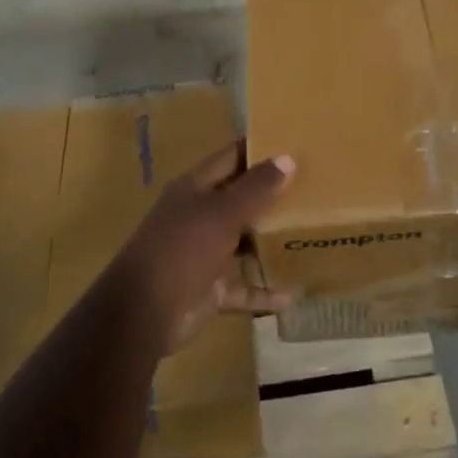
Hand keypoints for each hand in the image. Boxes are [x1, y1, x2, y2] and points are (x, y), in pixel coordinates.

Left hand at [113, 144, 295, 353]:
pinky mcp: (209, 289)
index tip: (295, 144)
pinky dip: (263, 291)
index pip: (231, 158)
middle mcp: (199, 216)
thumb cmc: (182, 249)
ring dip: (270, 243)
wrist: (143, 313)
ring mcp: (203, 254)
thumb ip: (255, 188)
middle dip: (272, 197)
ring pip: (242, 243)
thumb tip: (287, 158)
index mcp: (195, 189)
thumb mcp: (221, 213)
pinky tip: (292, 295)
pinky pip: (242, 287)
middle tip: (315, 190)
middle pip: (239, 200)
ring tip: (310, 237)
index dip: (259, 150)